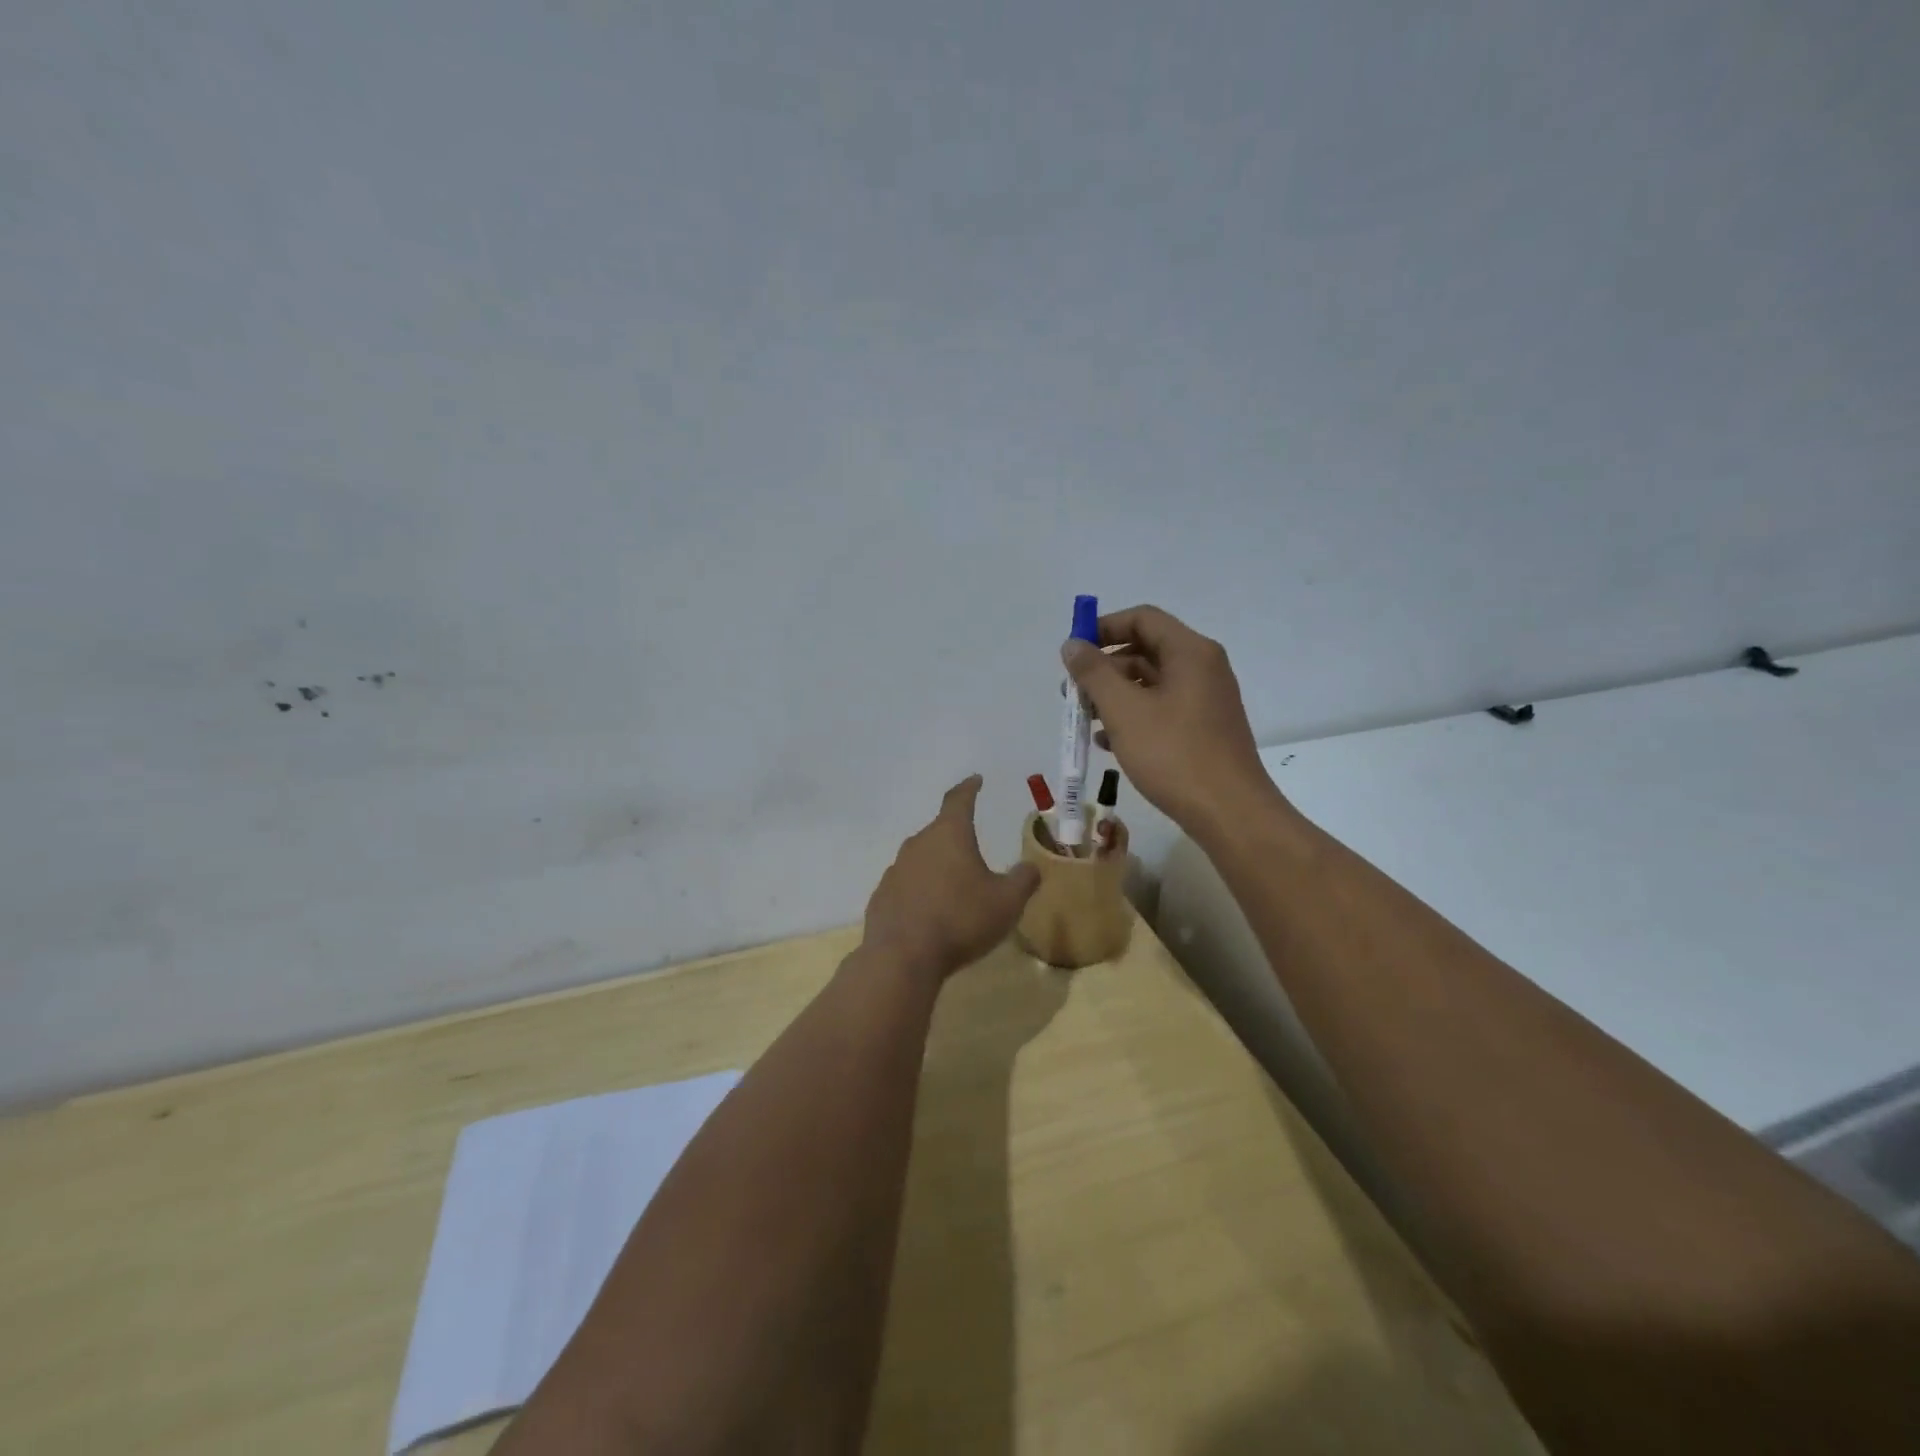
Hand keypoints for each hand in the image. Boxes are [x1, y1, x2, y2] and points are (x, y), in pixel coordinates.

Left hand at [863, 776, 1040, 977]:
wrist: (902, 957)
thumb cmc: (961, 920)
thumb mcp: (1007, 902)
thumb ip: (1023, 880)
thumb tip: (1031, 867)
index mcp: (949, 835)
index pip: (959, 800)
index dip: (969, 788)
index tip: (976, 780)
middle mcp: (918, 844)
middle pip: (940, 831)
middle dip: (956, 837)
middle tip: (973, 848)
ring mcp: (895, 870)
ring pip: (922, 859)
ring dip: (938, 866)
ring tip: (954, 886)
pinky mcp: (882, 897)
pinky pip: (907, 886)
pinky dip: (920, 891)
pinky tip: (930, 913)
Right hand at [1061, 605, 1279, 837]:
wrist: (1229, 813)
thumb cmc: (1174, 754)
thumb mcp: (1124, 710)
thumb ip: (1094, 673)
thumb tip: (1072, 644)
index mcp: (1190, 652)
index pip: (1142, 618)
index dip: (1103, 628)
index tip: (1073, 653)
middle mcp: (1203, 668)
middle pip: (1145, 650)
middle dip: (1104, 668)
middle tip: (1073, 693)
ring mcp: (1206, 700)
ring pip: (1151, 683)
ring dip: (1114, 696)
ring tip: (1085, 722)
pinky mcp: (1204, 729)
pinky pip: (1162, 709)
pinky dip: (1134, 717)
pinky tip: (1108, 743)